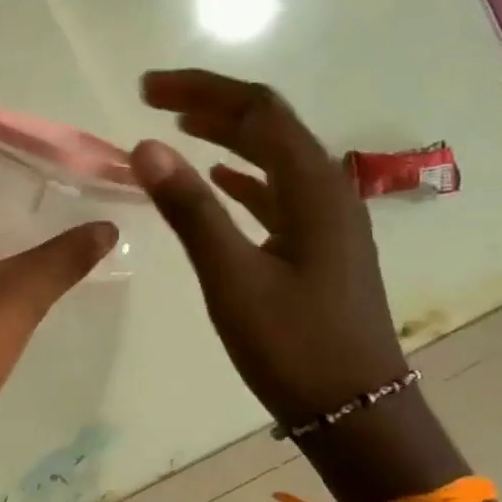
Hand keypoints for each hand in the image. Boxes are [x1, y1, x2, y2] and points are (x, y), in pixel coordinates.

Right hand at [132, 70, 407, 426]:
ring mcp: (326, 220)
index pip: (256, 111)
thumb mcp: (232, 277)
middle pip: (268, 125)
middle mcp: (326, 191)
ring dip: (226, 134)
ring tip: (178, 126)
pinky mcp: (317, 247)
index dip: (201, 89)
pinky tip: (219, 177)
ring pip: (273, 156)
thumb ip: (190, 209)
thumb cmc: (293, 345)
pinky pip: (276, 191)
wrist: (355, 412)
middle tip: (153, 98)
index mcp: (312, 188)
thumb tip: (146, 146)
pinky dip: (242, 175)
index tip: (146, 89)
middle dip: (211, 103)